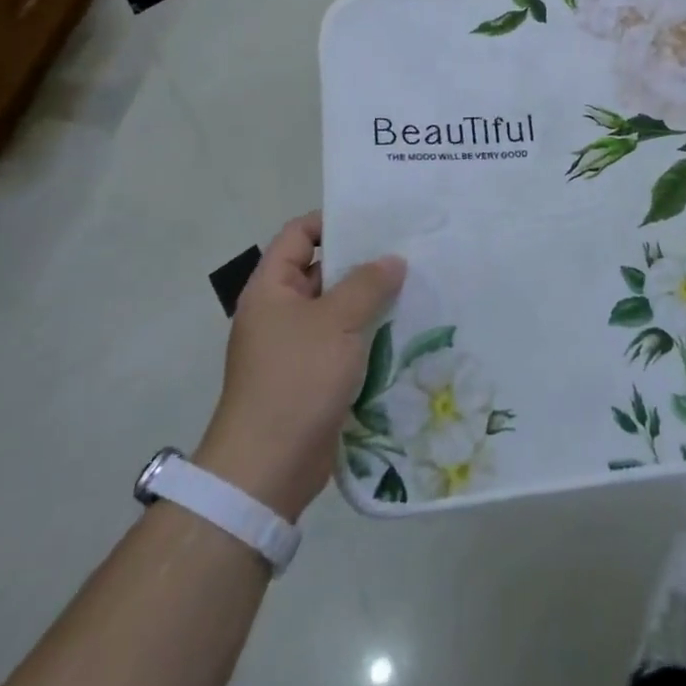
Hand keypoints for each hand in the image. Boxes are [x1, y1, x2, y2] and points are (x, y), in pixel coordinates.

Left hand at [195, 213, 404, 519]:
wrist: (268, 468)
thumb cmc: (296, 379)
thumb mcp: (337, 322)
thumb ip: (367, 284)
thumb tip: (393, 260)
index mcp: (272, 289)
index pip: (298, 235)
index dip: (331, 220)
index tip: (375, 218)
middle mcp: (281, 312)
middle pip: (323, 271)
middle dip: (363, 261)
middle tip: (409, 249)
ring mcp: (297, 346)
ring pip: (339, 310)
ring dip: (372, 300)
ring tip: (417, 285)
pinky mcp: (314, 377)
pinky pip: (346, 343)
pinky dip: (371, 334)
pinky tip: (407, 329)